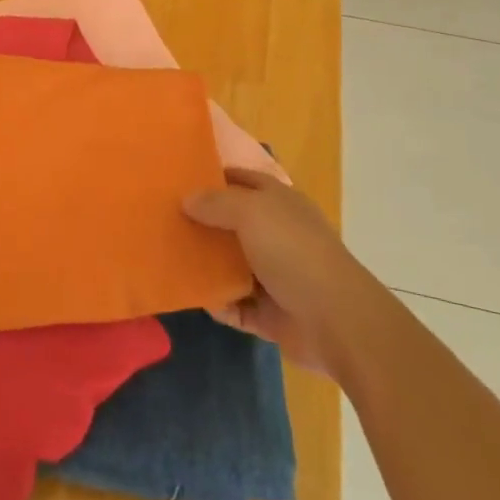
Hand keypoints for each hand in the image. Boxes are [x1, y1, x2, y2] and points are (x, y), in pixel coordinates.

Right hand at [184, 168, 351, 377]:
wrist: (336, 322)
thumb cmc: (293, 252)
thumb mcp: (251, 212)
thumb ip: (216, 202)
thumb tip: (186, 199)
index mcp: (280, 203)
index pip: (243, 180)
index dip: (214, 178)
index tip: (178, 181)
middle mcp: (277, 235)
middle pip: (231, 223)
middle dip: (202, 223)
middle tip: (163, 222)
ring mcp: (274, 275)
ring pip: (230, 265)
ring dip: (205, 266)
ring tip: (168, 260)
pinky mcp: (269, 313)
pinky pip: (234, 304)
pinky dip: (218, 303)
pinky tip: (195, 297)